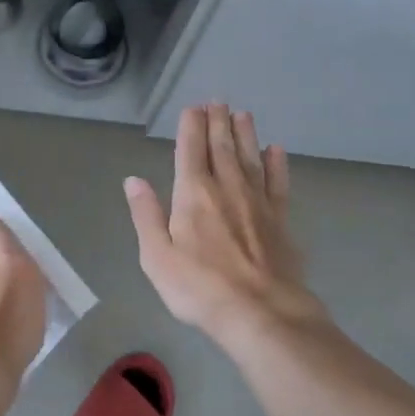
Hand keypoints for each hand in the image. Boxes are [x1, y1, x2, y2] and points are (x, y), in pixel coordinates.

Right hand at [125, 104, 321, 345]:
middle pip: (222, 147)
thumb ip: (146, 215)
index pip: (190, 150)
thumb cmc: (200, 288)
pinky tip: (276, 151)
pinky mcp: (280, 220)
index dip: (191, 127)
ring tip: (243, 114)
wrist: (262, 313)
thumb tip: (134, 180)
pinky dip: (277, 164)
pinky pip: (278, 183)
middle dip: (218, 122)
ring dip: (245, 134)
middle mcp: (227, 188)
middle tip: (218, 101)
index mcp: (193, 194)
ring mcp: (257, 202)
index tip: (193, 108)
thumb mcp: (157, 256)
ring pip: (250, 158)